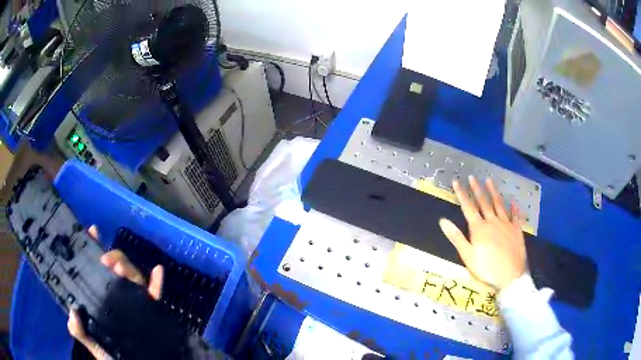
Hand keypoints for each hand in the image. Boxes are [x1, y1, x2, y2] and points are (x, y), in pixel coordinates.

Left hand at [67, 225, 163, 359]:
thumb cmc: (111, 357)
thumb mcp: (93, 346)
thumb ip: (81, 332)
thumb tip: (71, 313)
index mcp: (100, 300)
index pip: (94, 270)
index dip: (92, 249)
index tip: (90, 231)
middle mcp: (116, 298)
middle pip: (116, 270)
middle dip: (113, 258)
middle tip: (106, 261)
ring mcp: (134, 305)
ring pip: (134, 279)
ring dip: (130, 268)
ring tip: (123, 269)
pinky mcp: (151, 314)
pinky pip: (156, 297)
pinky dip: (158, 284)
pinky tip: (159, 271)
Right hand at [439, 176, 526, 290]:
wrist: (510, 276)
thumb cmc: (486, 269)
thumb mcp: (468, 256)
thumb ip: (456, 237)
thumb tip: (443, 220)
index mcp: (479, 228)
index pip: (468, 207)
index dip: (462, 194)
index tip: (456, 181)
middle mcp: (493, 221)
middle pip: (484, 202)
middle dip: (477, 189)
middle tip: (472, 177)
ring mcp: (506, 224)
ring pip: (499, 204)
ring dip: (493, 191)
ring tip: (489, 180)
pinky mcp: (516, 230)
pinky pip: (515, 215)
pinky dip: (514, 207)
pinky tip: (513, 201)